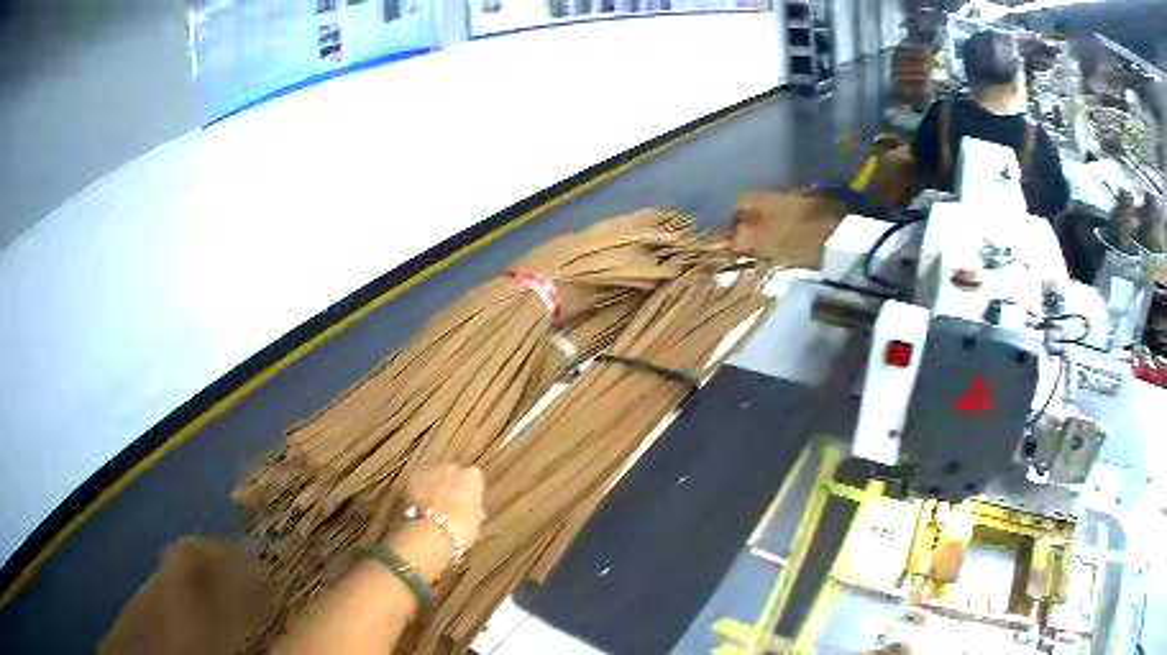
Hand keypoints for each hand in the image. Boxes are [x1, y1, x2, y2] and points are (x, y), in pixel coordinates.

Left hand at [404, 464, 485, 550]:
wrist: (431, 531)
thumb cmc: (460, 529)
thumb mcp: (476, 522)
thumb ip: (474, 509)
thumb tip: (474, 510)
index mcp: (473, 477)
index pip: (473, 480)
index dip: (468, 493)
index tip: (466, 504)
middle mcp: (452, 468)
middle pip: (452, 474)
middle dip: (450, 486)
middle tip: (448, 506)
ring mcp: (431, 470)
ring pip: (433, 476)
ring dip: (433, 487)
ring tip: (431, 508)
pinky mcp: (413, 476)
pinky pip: (417, 482)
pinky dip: (417, 490)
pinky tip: (418, 506)